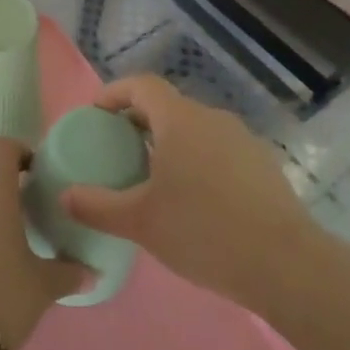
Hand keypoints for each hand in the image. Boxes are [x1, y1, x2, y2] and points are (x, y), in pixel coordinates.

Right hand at [62, 75, 310, 308]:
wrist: (286, 264)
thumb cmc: (203, 232)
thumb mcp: (140, 222)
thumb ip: (96, 206)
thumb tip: (64, 196)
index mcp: (180, 120)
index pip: (142, 85)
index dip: (115, 93)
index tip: (97, 114)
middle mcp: (212, 118)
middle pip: (169, 107)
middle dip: (140, 122)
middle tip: (119, 151)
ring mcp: (243, 140)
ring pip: (196, 129)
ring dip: (171, 143)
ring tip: (155, 178)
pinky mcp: (264, 165)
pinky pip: (219, 150)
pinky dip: (198, 160)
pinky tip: (195, 200)